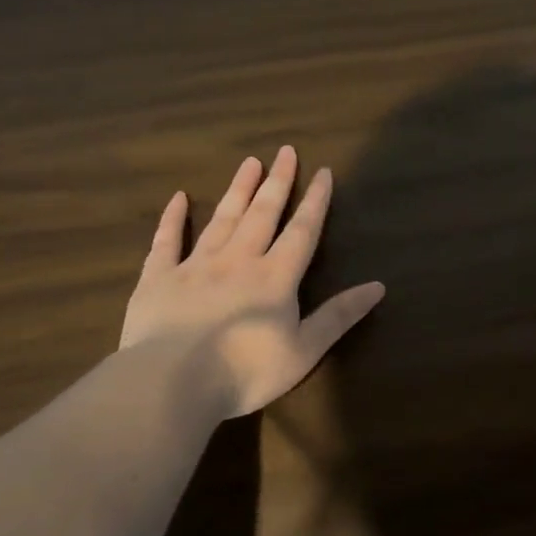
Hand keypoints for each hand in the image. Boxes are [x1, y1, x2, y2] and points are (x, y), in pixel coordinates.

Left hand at [119, 147, 384, 418]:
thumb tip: (378, 286)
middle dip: (277, 182)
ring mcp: (195, 266)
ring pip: (222, 219)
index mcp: (275, 277)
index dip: (315, 201)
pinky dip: (172, 218)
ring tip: (249, 163)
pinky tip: (178, 198)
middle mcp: (238, 260)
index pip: (302, 231)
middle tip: (285, 151)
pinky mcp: (158, 279)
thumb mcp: (304, 350)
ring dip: (238, 190)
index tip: (322, 171)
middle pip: (262, 214)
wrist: (171, 383)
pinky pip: (166, 241)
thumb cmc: (245, 372)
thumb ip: (338, 316)